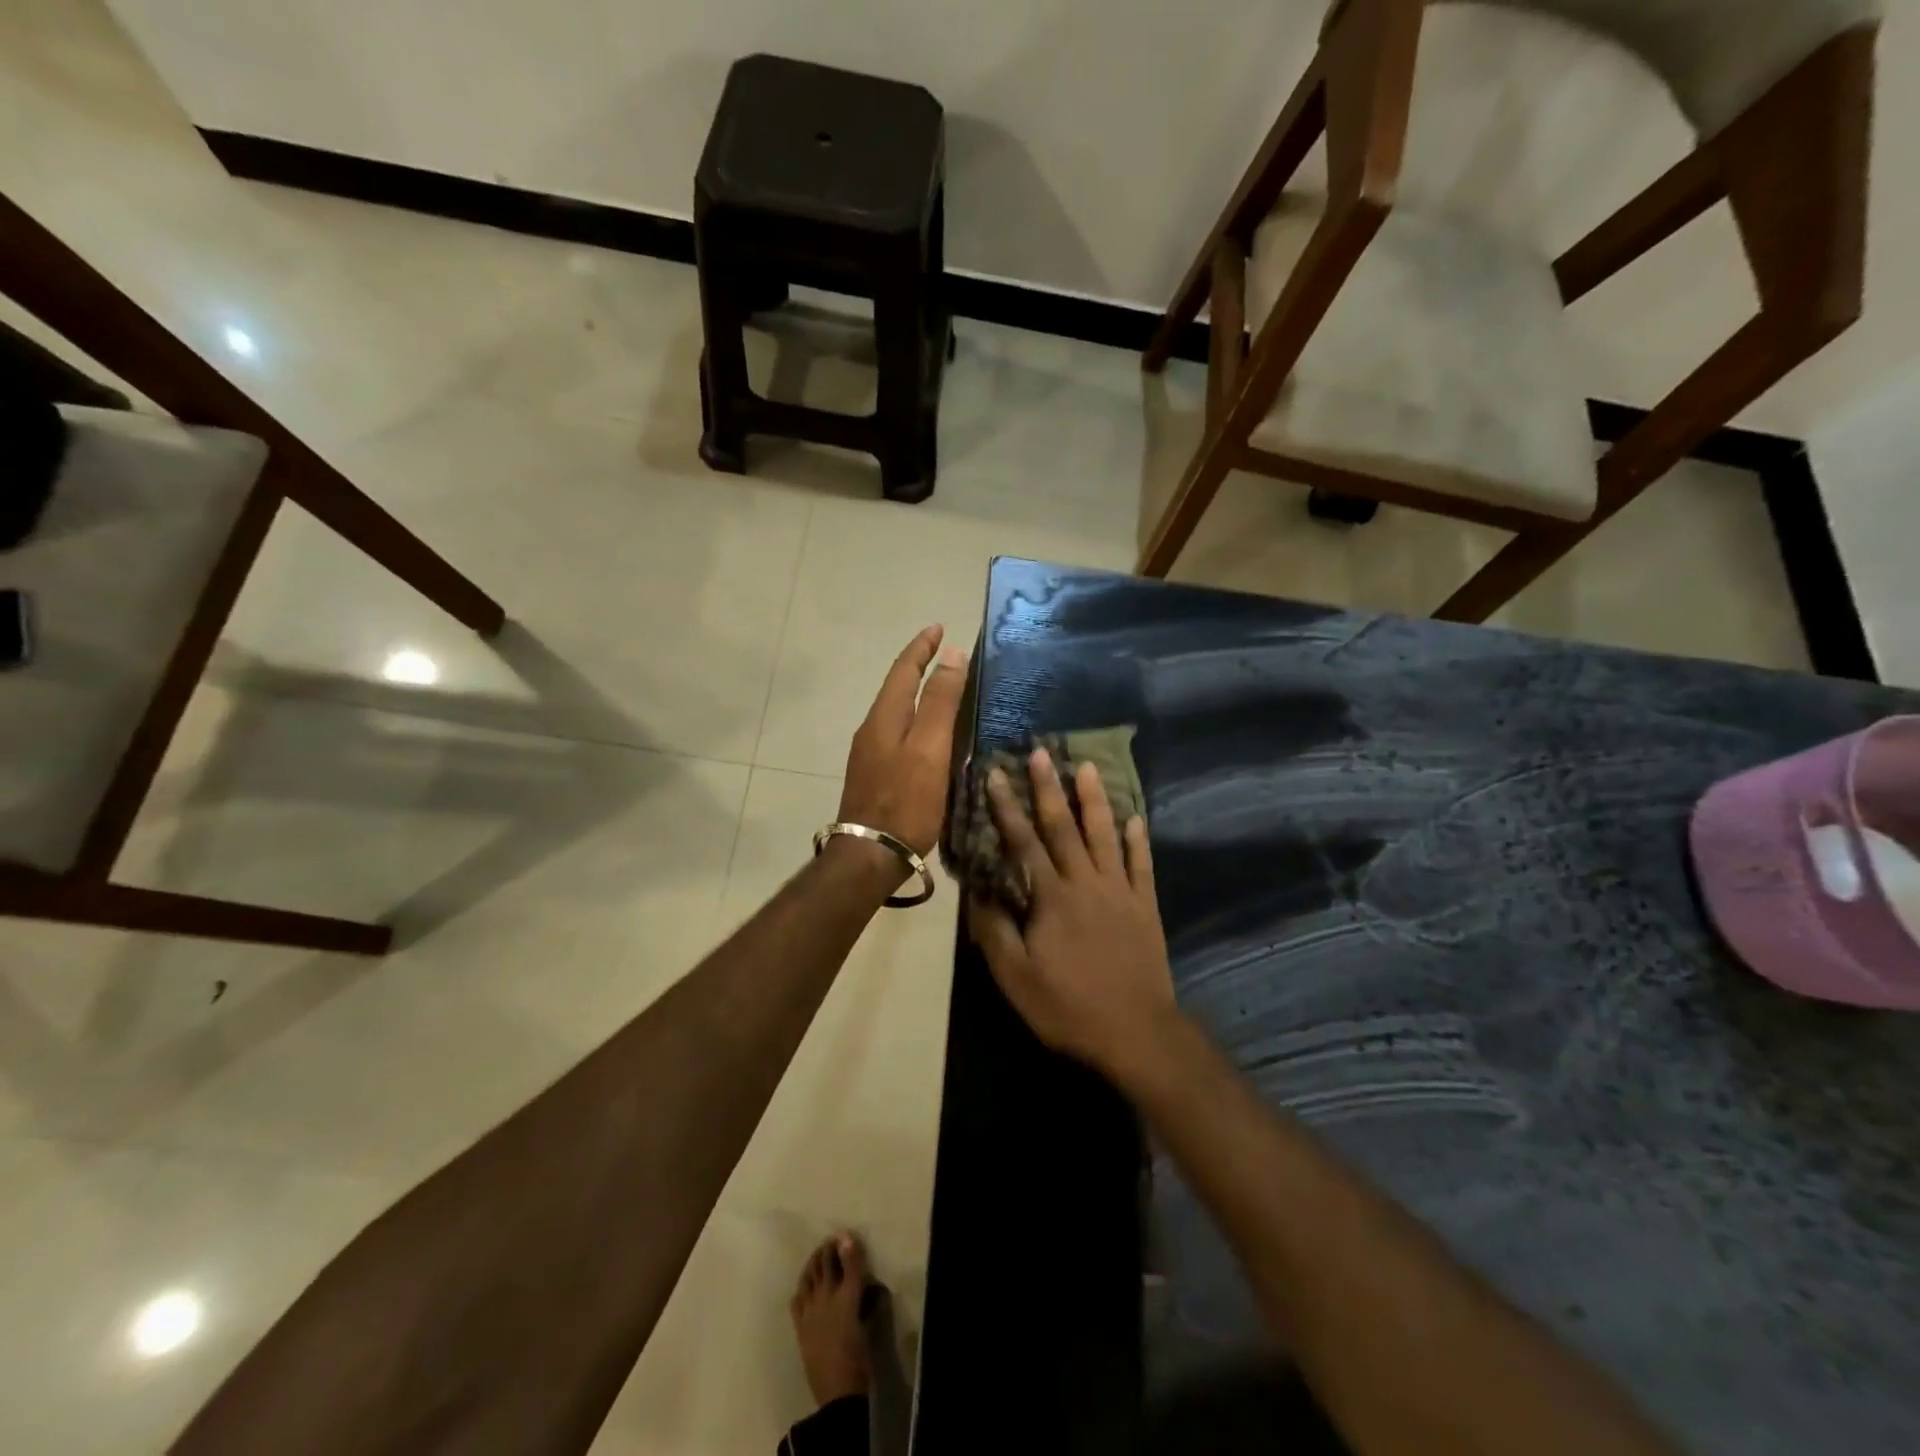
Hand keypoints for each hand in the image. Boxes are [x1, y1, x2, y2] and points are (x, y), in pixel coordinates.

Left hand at [838, 625, 967, 856]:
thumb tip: (952, 655)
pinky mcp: (876, 775)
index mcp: (885, 717)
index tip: (939, 628)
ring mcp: (871, 754)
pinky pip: (899, 733)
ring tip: (944, 689)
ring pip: (897, 711)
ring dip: (918, 694)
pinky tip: (932, 734)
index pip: (903, 670)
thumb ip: (941, 702)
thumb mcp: (930, 748)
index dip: (922, 647)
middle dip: (919, 667)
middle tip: (945, 654)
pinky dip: (917, 720)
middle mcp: (873, 729)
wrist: (870, 854)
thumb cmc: (906, 801)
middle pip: (897, 688)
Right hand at [967, 747, 1176, 1082]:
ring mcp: (1120, 891)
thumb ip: (994, 930)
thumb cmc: (1068, 1005)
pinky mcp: (1145, 905)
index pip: (1024, 841)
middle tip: (1041, 752)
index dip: (1007, 806)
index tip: (996, 774)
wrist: (1135, 1032)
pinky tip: (1136, 817)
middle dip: (1049, 787)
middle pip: (1064, 827)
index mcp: (1052, 897)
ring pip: (1105, 835)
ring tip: (1088, 766)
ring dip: (1094, 799)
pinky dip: (1137, 839)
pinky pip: (1141, 864)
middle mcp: (1086, 882)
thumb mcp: (1016, 977)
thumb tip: (976, 891)